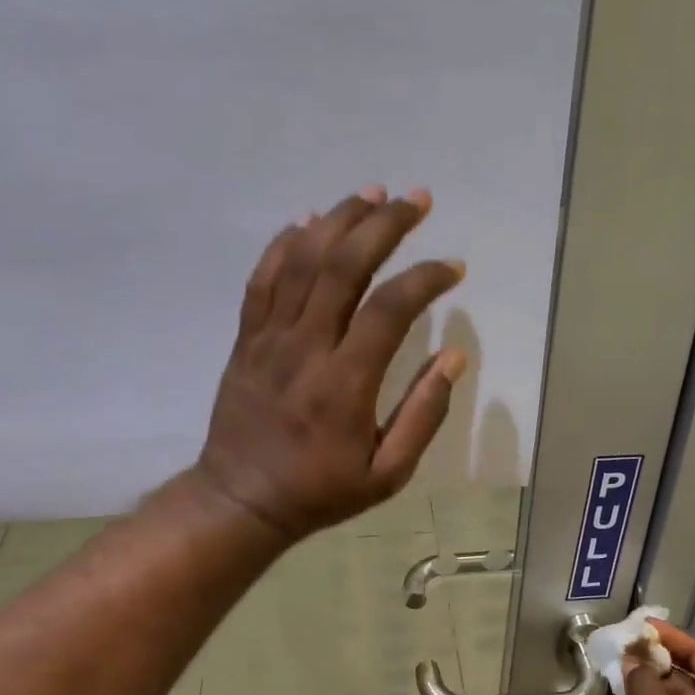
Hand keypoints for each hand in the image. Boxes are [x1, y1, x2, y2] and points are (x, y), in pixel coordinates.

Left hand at [195, 185, 466, 539]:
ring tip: (370, 194)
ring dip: (337, 220)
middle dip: (383, 225)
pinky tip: (307, 221)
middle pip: (343, 267)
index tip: (453, 268)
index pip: (390, 308)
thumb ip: (423, 415)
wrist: (241, 500)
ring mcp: (269, 339)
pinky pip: (262, 279)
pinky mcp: (246, 340)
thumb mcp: (387, 473)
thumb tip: (453, 357)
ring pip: (301, 262)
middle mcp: (306, 348)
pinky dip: (284, 244)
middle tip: (416, 200)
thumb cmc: (320, 491)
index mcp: (346, 384)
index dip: (426, 277)